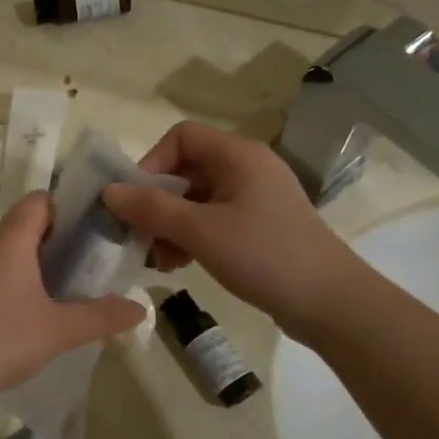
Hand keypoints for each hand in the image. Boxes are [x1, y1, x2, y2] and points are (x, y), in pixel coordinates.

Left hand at [0, 192, 143, 409]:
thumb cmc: (3, 339)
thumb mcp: (60, 329)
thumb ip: (102, 316)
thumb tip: (140, 309)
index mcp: (10, 238)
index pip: (41, 200)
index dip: (69, 209)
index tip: (94, 233)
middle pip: (26, 223)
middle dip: (58, 239)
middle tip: (88, 264)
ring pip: (8, 247)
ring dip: (35, 260)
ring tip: (64, 288)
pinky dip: (14, 277)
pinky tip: (29, 309)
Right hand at [101, 122, 356, 337]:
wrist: (330, 301)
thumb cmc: (263, 256)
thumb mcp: (199, 231)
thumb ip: (151, 208)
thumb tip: (109, 191)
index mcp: (238, 155)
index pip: (181, 137)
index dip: (151, 162)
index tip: (135, 200)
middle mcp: (248, 167)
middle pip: (187, 169)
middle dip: (158, 202)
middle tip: (139, 236)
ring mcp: (257, 197)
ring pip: (198, 198)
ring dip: (172, 224)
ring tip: (159, 260)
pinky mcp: (261, 225)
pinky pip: (215, 219)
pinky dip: (193, 236)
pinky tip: (180, 265)